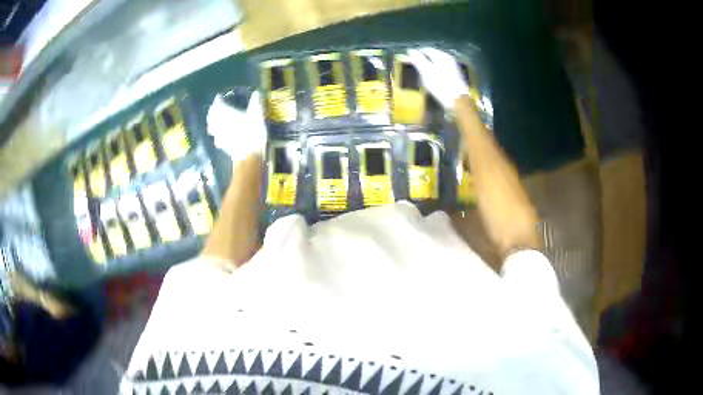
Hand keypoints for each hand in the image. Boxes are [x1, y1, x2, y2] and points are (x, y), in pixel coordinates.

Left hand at [207, 91, 266, 161]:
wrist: (249, 154)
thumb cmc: (252, 131)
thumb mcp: (257, 114)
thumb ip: (255, 103)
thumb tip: (256, 92)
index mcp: (226, 113)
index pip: (217, 104)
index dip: (218, 100)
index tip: (219, 97)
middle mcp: (218, 123)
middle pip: (211, 115)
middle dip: (213, 110)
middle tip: (216, 107)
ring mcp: (218, 135)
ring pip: (211, 126)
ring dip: (212, 121)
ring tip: (215, 119)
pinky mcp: (220, 144)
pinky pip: (215, 136)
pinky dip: (215, 132)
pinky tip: (219, 133)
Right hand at [408, 47, 468, 109]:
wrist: (458, 100)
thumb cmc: (440, 85)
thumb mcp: (426, 71)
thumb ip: (418, 60)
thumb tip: (410, 50)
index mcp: (441, 55)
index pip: (426, 50)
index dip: (417, 54)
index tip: (410, 59)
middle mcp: (449, 59)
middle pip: (433, 56)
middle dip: (424, 61)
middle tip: (416, 68)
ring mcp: (454, 67)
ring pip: (438, 64)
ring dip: (430, 68)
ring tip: (423, 76)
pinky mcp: (456, 76)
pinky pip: (443, 71)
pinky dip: (436, 73)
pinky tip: (433, 81)